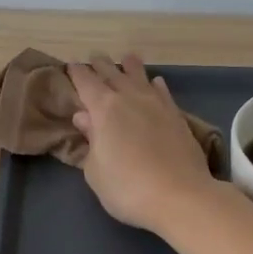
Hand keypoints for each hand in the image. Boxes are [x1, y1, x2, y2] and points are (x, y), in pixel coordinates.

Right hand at [68, 54, 218, 232]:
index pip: (86, 83)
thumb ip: (90, 141)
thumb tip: (84, 117)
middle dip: (101, 65)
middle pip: (113, 74)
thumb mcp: (95, 171)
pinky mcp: (177, 117)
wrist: (180, 196)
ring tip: (127, 58)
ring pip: (140, 78)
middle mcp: (130, 99)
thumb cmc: (127, 187)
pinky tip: (156, 82)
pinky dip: (156, 85)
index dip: (77, 73)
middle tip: (94, 57)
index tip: (71, 65)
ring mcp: (156, 105)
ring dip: (131, 67)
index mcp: (104, 109)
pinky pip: (163, 93)